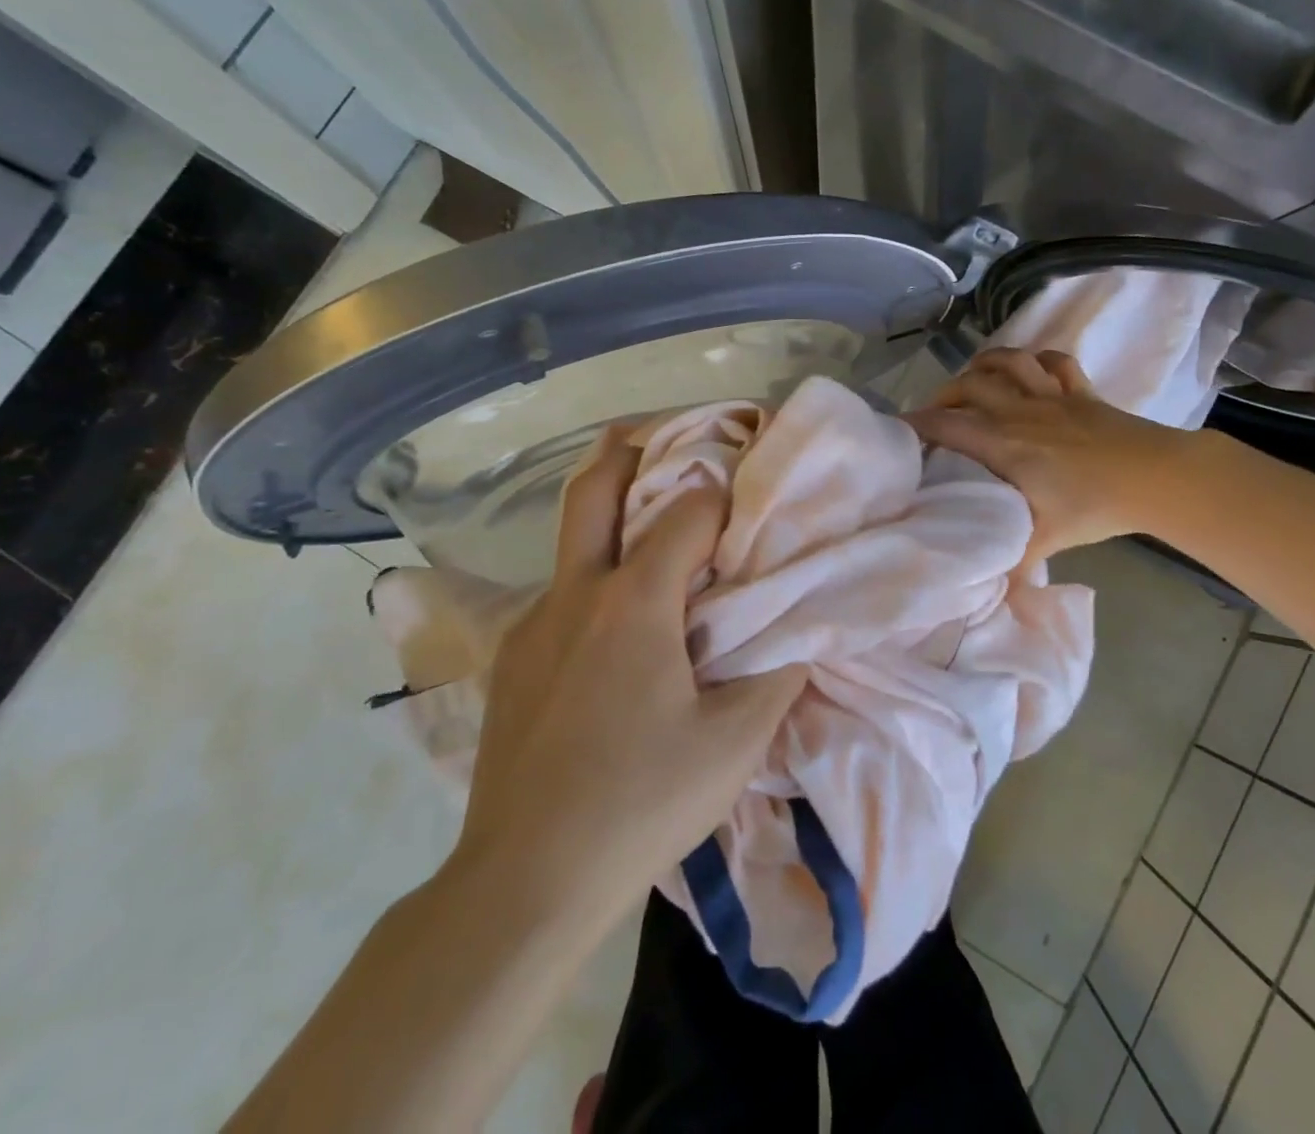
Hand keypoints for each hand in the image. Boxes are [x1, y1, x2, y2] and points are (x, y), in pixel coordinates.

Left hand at [433, 425, 805, 926]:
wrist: (525, 879)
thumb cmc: (641, 803)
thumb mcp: (735, 743)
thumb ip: (777, 672)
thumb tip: (802, 628)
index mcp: (634, 601)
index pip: (688, 513)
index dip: (724, 497)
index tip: (749, 499)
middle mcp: (577, 593)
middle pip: (594, 489)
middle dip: (628, 450)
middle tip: (658, 434)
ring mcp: (535, 623)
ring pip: (570, 539)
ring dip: (609, 512)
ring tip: (647, 520)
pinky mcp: (512, 658)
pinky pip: (559, 592)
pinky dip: (593, 575)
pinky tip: (615, 622)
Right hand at [906, 347, 1209, 558]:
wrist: (1157, 477)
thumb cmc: (1094, 506)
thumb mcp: (1045, 540)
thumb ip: (1009, 567)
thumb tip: (984, 602)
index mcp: (1002, 442)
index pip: (945, 424)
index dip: (914, 424)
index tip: (896, 431)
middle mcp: (1018, 410)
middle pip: (969, 385)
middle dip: (943, 395)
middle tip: (935, 415)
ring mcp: (1052, 396)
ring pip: (1009, 362)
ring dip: (985, 365)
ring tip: (973, 380)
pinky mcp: (1082, 392)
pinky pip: (1056, 362)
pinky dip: (1039, 360)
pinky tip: (1031, 370)